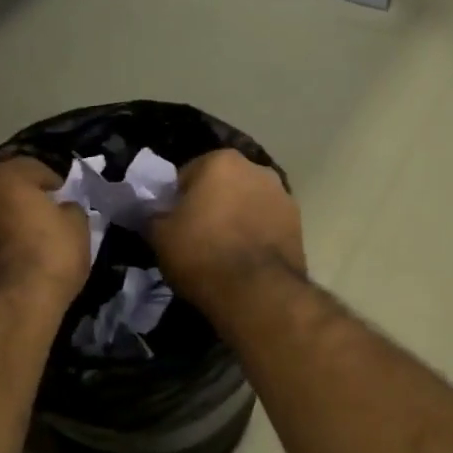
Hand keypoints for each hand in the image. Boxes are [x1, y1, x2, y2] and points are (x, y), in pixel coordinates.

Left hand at [0, 158, 90, 307]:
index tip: (64, 196)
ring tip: (24, 242)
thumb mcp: (78, 228)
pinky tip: (9, 262)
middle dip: (21, 200)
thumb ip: (70, 210)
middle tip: (43, 217)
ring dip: (2, 223)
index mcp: (5, 177)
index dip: (52, 181)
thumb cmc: (50, 255)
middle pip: (2, 189)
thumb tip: (62, 209)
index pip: (32, 167)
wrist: (12, 306)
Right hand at [150, 150, 304, 309]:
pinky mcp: (299, 224)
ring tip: (224, 252)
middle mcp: (257, 168)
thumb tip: (154, 213)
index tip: (172, 224)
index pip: (187, 175)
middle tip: (196, 237)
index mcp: (221, 160)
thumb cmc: (202, 254)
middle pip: (223, 185)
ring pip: (248, 203)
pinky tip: (246, 260)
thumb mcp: (159, 235)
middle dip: (211, 204)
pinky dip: (257, 235)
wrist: (257, 292)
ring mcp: (283, 195)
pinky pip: (267, 224)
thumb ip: (153, 215)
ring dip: (237, 218)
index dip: (176, 200)